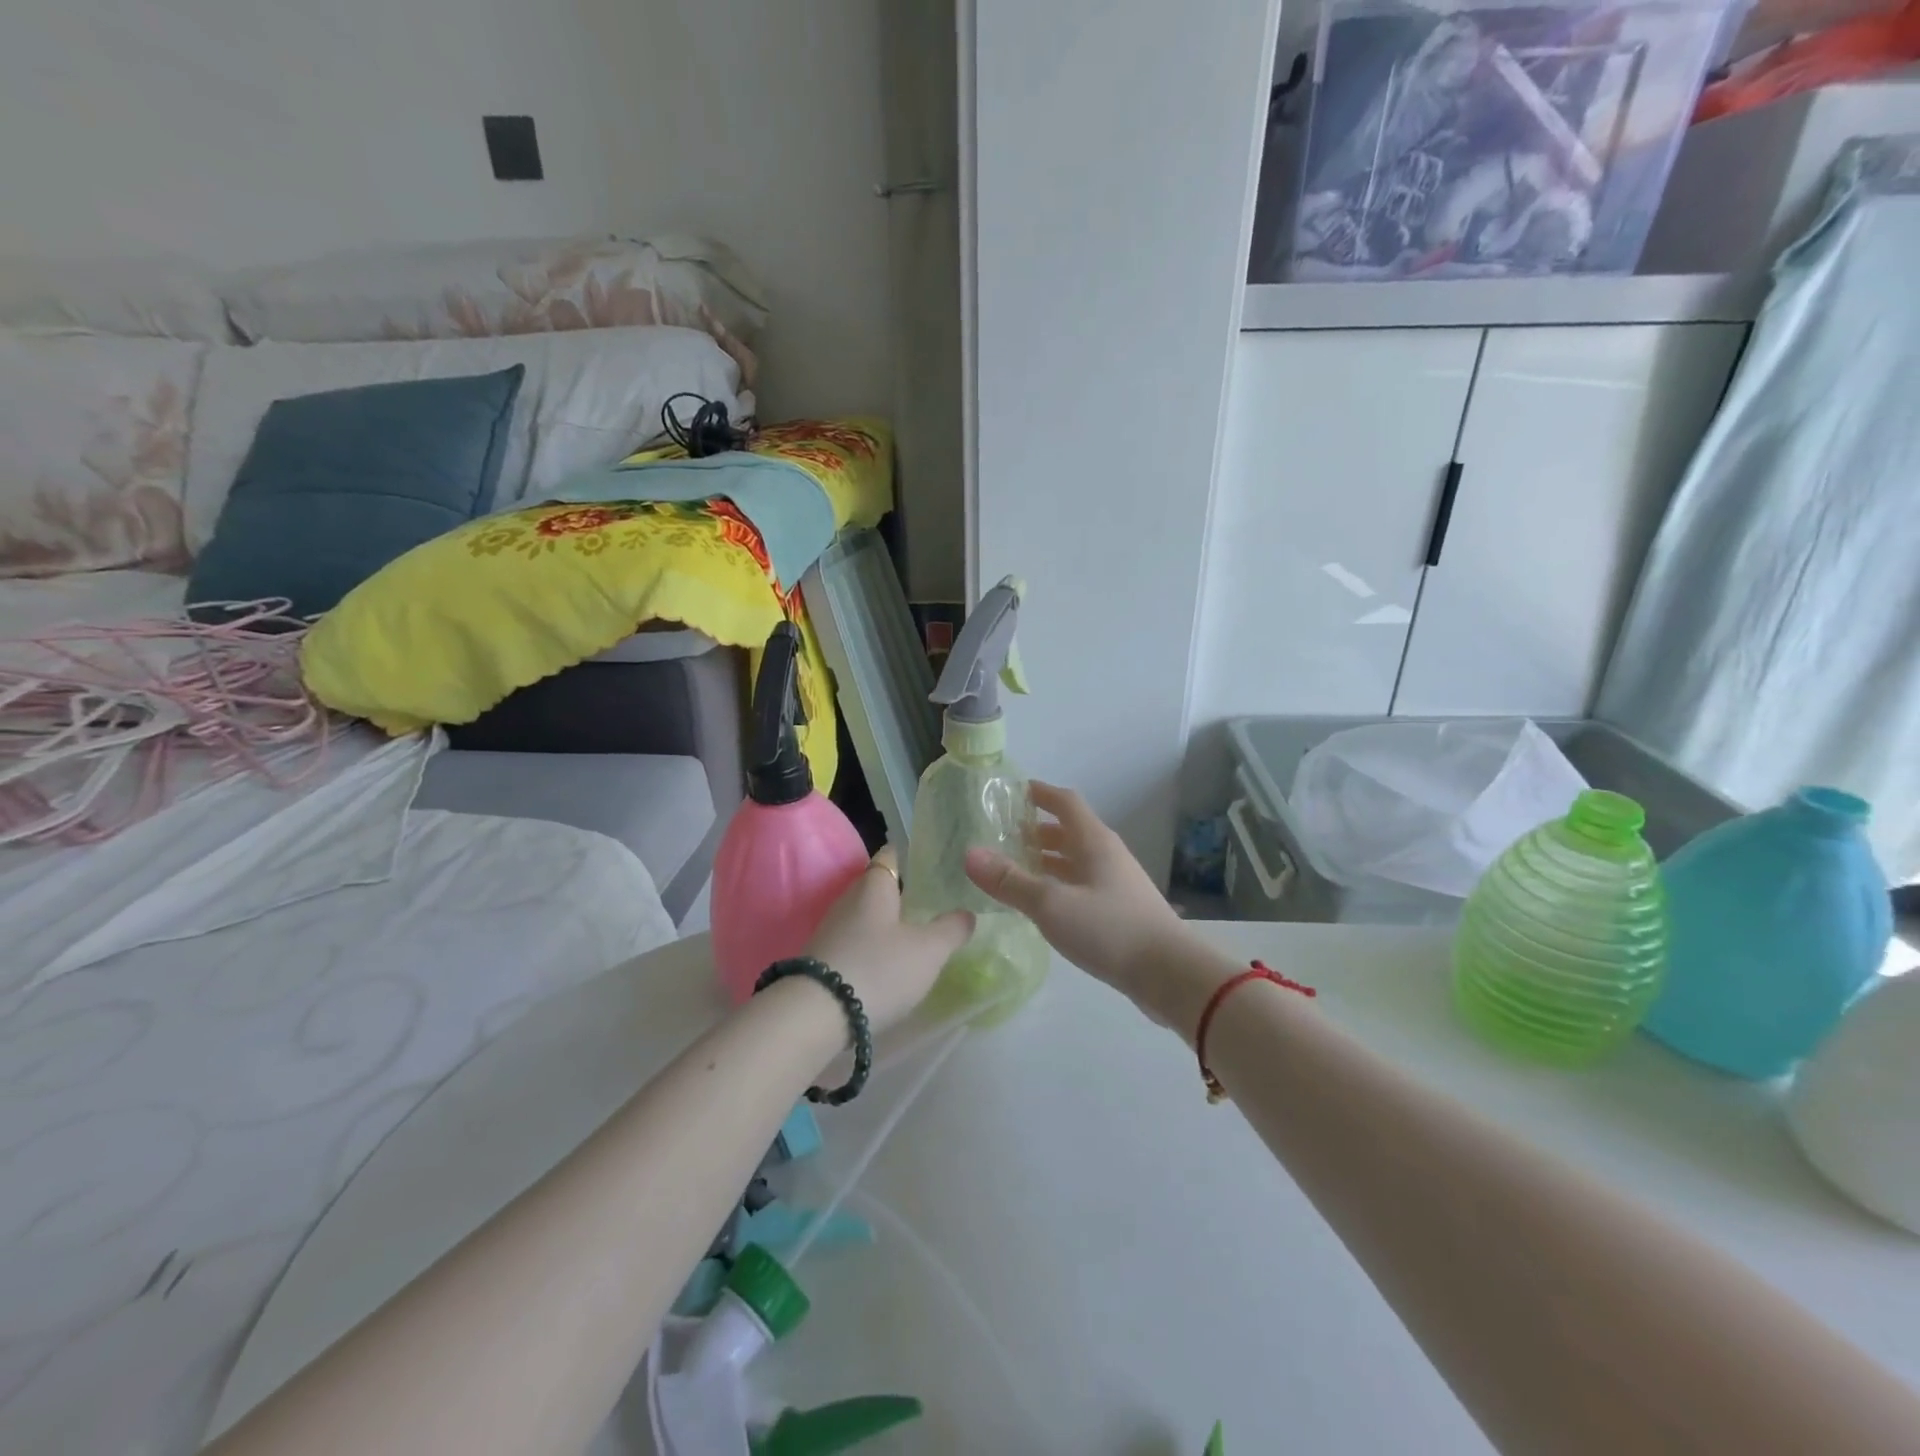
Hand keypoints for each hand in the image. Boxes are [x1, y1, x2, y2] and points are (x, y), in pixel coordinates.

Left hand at [805, 845, 972, 1033]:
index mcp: (874, 886)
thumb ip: (951, 929)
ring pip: (867, 918)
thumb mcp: (928, 950)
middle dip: (903, 895)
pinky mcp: (822, 960)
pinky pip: (855, 944)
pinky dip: (873, 950)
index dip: (910, 855)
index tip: (931, 861)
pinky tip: (889, 967)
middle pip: (878, 888)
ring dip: (888, 926)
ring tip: (916, 939)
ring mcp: (832, 931)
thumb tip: (967, 913)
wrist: (816, 1015)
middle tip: (934, 904)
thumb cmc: (879, 968)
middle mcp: (849, 900)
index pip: (891, 855)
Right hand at [964, 782, 1195, 1016]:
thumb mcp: (1051, 904)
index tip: (1012, 792)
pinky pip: (1082, 884)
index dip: (1039, 793)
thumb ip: (1010, 881)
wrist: (1169, 974)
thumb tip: (969, 854)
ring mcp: (1116, 883)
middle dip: (1037, 830)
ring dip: (1047, 859)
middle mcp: (1106, 854)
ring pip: (1075, 860)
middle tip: (1003, 836)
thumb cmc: (1109, 929)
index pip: (1065, 802)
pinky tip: (1043, 903)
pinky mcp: (1120, 910)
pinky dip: (1058, 884)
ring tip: (1015, 868)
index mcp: (1094, 841)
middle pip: (1069, 831)